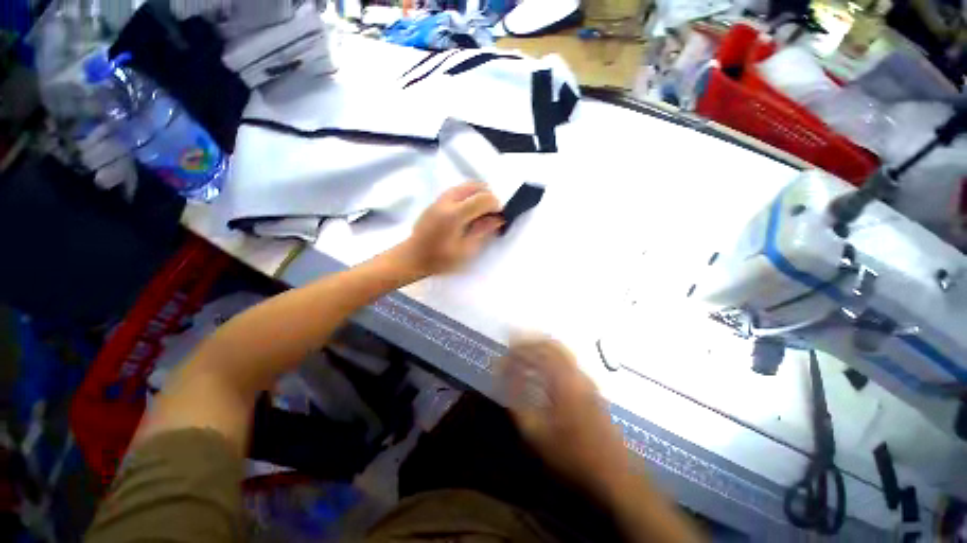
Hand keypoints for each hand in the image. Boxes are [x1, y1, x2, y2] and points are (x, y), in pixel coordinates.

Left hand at [398, 181, 503, 276]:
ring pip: (466, 185)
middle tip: (490, 215)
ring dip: (478, 195)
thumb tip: (499, 218)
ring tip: (480, 213)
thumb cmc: (441, 259)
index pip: (484, 198)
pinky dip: (469, 195)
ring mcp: (441, 198)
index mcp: (455, 214)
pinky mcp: (437, 200)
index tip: (498, 218)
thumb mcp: (466, 250)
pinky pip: (458, 190)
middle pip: (476, 185)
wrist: (413, 256)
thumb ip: (482, 230)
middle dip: (488, 196)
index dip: (496, 205)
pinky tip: (468, 212)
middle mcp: (448, 200)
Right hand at [501, 337, 628, 497]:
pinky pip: (565, 360)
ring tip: (522, 352)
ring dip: (539, 347)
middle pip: (550, 343)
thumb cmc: (572, 455)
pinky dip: (549, 356)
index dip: (516, 351)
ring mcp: (585, 377)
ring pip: (559, 349)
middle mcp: (576, 372)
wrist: (613, 471)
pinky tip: (540, 367)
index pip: (536, 352)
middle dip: (528, 342)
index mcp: (563, 381)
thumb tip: (506, 380)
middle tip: (511, 346)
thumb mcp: (537, 434)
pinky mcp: (589, 385)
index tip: (502, 357)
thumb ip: (518, 404)